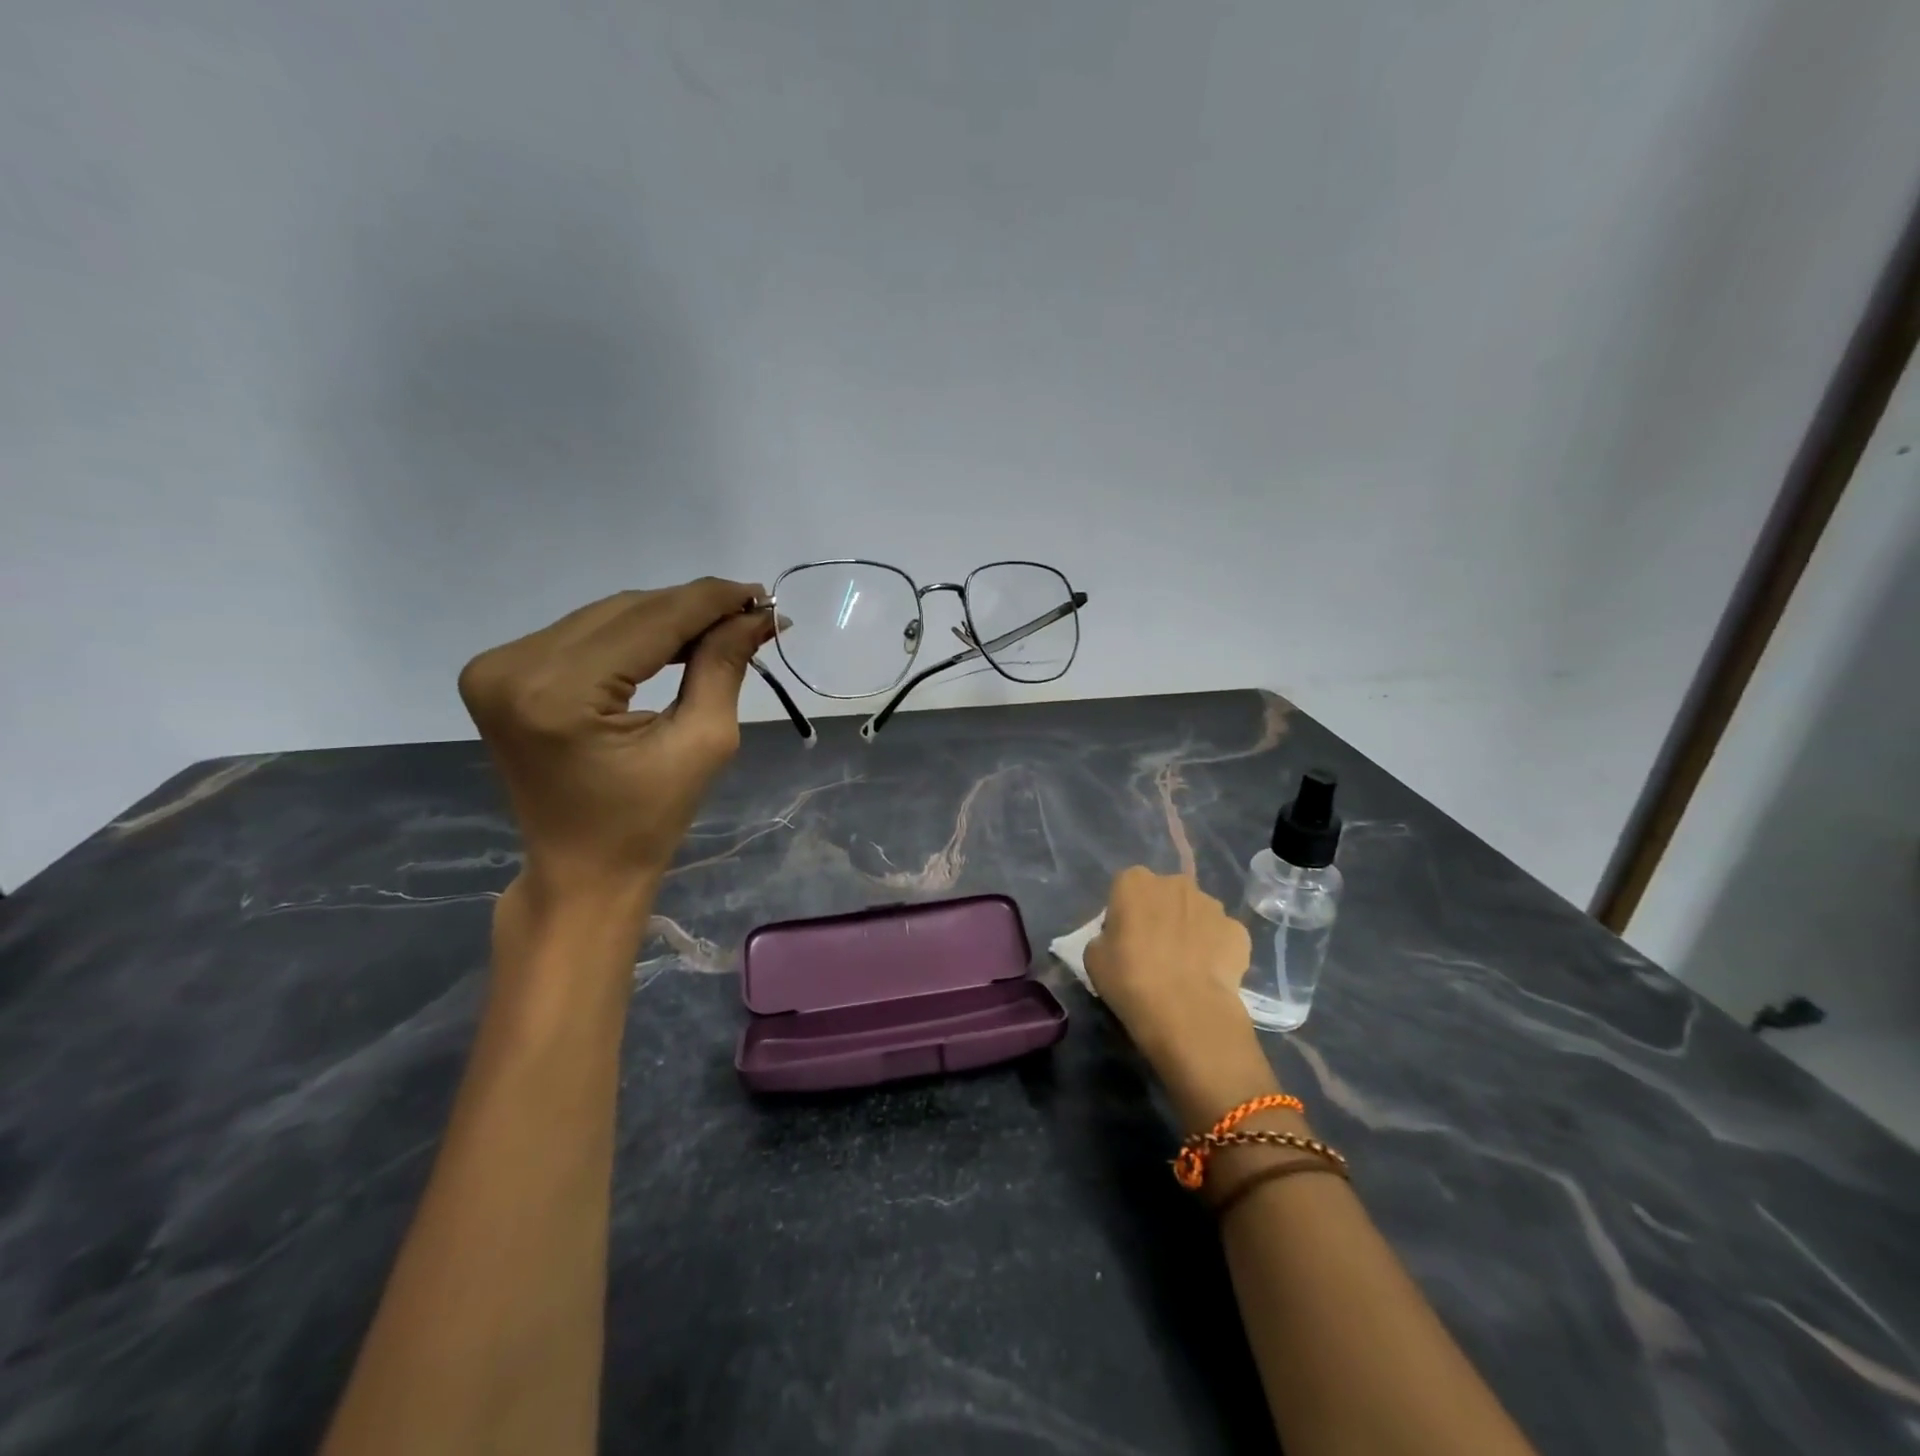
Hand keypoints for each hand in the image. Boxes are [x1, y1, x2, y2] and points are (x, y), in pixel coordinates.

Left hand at [458, 579, 772, 912]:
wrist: (581, 870)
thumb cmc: (648, 821)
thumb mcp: (702, 743)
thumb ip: (723, 667)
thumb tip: (757, 615)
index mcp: (559, 693)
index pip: (650, 620)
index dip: (711, 601)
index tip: (763, 594)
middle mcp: (514, 666)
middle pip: (626, 610)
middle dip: (693, 608)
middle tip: (750, 613)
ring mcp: (498, 667)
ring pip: (606, 616)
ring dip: (666, 617)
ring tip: (720, 628)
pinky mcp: (499, 673)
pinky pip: (583, 633)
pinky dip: (633, 634)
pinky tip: (673, 642)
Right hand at [1085, 868, 1276, 1122]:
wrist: (1187, 1012)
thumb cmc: (1130, 980)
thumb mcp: (1094, 958)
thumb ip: (1106, 936)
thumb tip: (1120, 938)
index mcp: (1134, 882)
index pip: (1126, 887)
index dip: (1125, 913)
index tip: (1124, 938)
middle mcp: (1175, 883)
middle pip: (1164, 895)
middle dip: (1160, 914)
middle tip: (1154, 950)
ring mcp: (1212, 905)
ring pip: (1196, 912)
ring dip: (1190, 929)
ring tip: (1185, 967)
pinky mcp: (1238, 930)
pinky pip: (1221, 935)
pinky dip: (1216, 950)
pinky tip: (1208, 976)